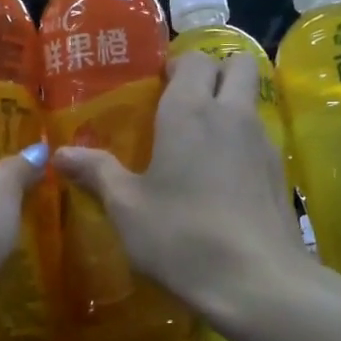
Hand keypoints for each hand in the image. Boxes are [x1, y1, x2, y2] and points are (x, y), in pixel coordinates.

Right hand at [53, 51, 308, 326]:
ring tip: (200, 141)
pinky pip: (260, 135)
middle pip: (237, 63)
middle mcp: (231, 114)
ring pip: (252, 99)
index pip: (194, 58)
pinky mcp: (279, 172)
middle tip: (184, 102)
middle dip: (213, 71)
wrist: (256, 281)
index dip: (176, 65)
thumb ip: (96, 172)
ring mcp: (262, 141)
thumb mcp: (126, 207)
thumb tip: (60, 153)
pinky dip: (243, 139)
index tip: (157, 86)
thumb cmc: (181, 236)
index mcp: (189, 111)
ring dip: (230, 103)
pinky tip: (223, 178)